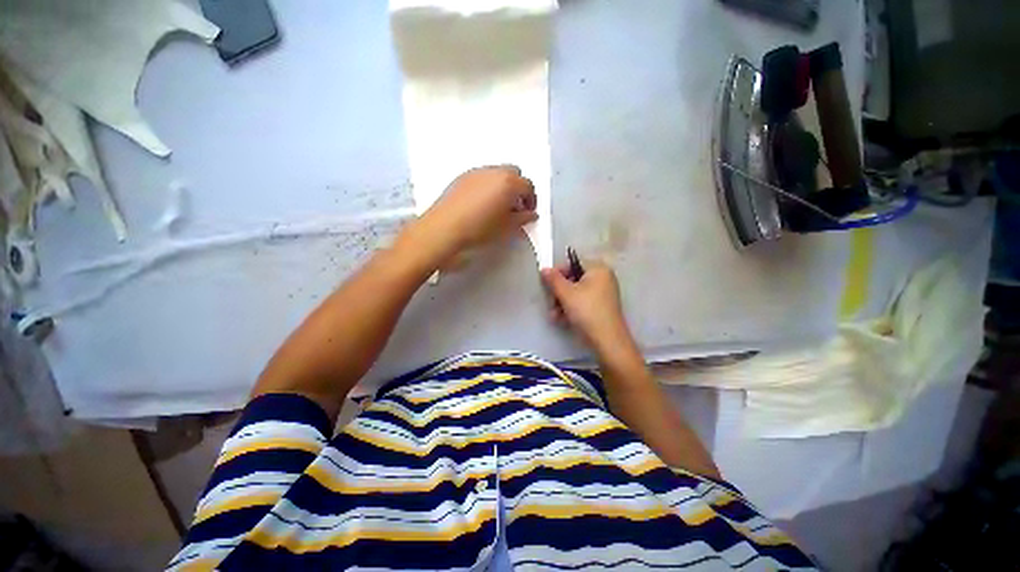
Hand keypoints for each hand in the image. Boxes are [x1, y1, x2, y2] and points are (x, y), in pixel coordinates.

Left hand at [416, 166, 537, 259]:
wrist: (445, 228)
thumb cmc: (479, 228)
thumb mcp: (506, 227)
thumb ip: (522, 218)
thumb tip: (530, 214)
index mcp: (508, 182)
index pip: (528, 186)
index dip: (531, 199)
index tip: (528, 212)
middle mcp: (493, 172)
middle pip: (514, 173)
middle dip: (518, 188)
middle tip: (515, 207)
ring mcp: (476, 172)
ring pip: (497, 173)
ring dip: (503, 186)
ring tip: (498, 206)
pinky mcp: (462, 177)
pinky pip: (482, 177)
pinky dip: (487, 186)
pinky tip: (482, 204)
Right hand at [541, 262, 636, 356]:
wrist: (607, 340)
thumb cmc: (586, 311)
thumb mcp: (566, 293)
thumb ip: (553, 279)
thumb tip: (544, 269)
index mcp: (598, 269)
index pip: (573, 263)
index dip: (558, 272)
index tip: (547, 284)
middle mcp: (603, 278)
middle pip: (573, 279)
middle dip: (559, 292)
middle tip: (551, 302)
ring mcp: (603, 294)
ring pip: (576, 292)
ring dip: (562, 303)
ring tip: (554, 315)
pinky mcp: (601, 307)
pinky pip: (582, 302)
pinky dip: (571, 309)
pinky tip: (561, 320)